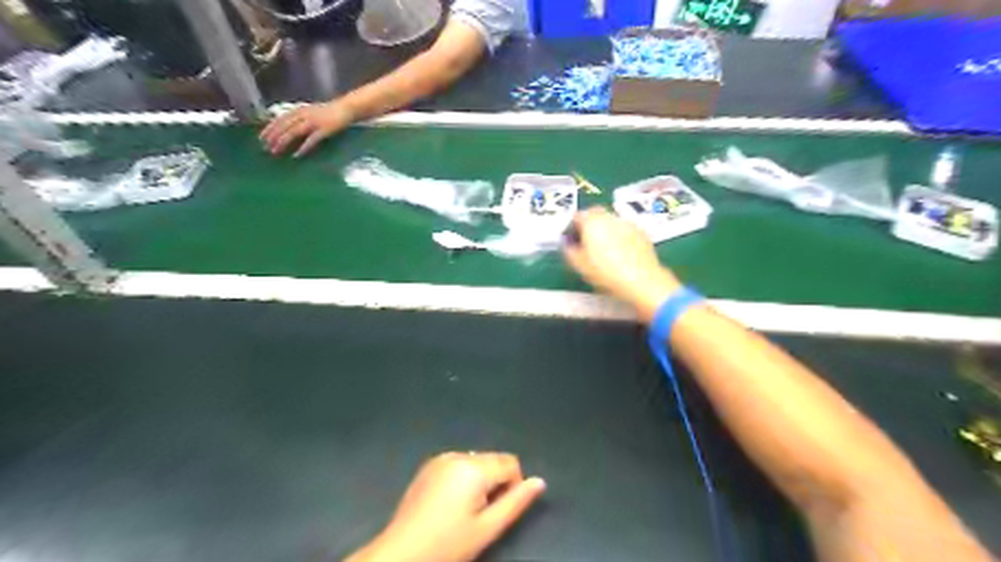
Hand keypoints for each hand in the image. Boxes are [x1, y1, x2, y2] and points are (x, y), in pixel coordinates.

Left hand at [258, 101, 353, 155]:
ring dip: (283, 142)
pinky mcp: (324, 130)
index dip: (269, 129)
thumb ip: (300, 118)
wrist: (346, 108)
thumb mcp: (310, 112)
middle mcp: (303, 115)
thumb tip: (288, 128)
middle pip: (284, 126)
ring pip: (293, 132)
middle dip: (273, 137)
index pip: (279, 119)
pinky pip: (311, 140)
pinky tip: (297, 155)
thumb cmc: (329, 112)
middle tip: (265, 148)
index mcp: (299, 110)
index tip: (261, 138)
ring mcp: (314, 122)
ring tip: (276, 152)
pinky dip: (303, 148)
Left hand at [345, 451, 545, 560]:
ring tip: (464, 511)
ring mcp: (440, 458)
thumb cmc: (448, 545)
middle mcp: (457, 455)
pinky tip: (450, 504)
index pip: (510, 463)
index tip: (497, 511)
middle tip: (481, 515)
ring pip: (476, 461)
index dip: (513, 487)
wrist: (400, 555)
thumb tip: (539, 482)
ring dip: (480, 479)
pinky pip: (458, 464)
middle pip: (493, 459)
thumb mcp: (488, 528)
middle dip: (496, 482)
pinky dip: (463, 478)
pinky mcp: (428, 466)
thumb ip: (516, 502)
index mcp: (473, 467)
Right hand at [561, 207, 679, 319]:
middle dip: (589, 224)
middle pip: (595, 213)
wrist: (641, 280)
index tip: (572, 239)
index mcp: (591, 222)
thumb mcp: (579, 265)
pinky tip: (621, 252)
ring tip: (605, 248)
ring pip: (611, 220)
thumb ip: (569, 250)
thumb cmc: (605, 273)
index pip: (577, 216)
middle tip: (587, 242)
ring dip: (605, 229)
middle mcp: (609, 217)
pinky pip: (625, 229)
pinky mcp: (641, 232)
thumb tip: (566, 242)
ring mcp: (627, 223)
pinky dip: (620, 236)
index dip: (572, 227)